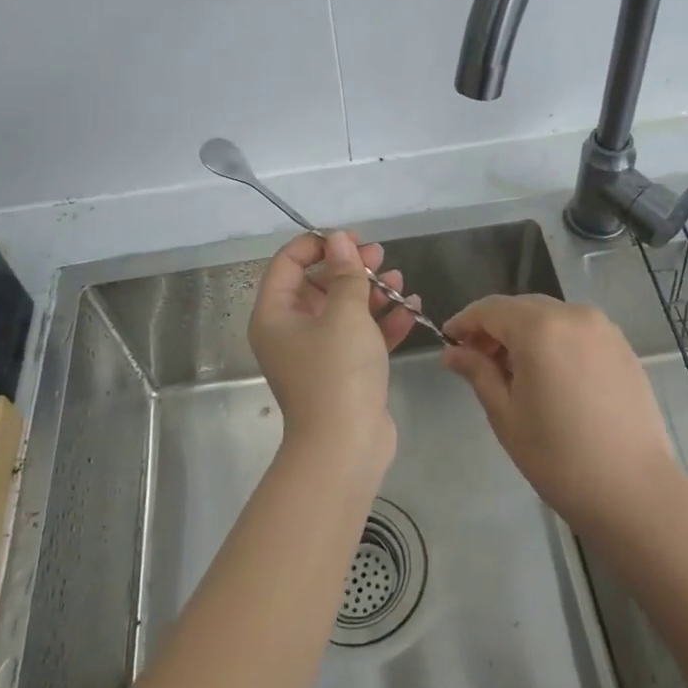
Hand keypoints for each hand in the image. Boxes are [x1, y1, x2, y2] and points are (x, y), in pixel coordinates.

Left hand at [249, 231, 416, 468]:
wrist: (346, 447)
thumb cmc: (337, 372)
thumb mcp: (345, 313)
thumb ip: (345, 273)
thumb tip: (338, 240)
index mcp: (276, 315)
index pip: (288, 263)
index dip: (318, 244)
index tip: (351, 239)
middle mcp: (291, 331)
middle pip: (318, 284)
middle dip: (350, 267)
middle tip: (380, 256)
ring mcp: (318, 353)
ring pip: (343, 310)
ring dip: (371, 292)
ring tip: (399, 280)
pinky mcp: (344, 372)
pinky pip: (361, 336)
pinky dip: (383, 322)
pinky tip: (411, 307)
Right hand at [442, 295, 681, 536]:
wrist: (634, 490)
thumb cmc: (558, 456)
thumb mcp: (505, 414)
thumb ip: (477, 372)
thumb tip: (452, 352)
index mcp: (539, 327)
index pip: (490, 309)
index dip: (465, 322)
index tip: (448, 342)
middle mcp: (573, 315)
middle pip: (521, 307)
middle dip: (494, 327)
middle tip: (476, 359)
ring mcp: (603, 328)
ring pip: (550, 315)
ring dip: (525, 332)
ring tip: (513, 370)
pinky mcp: (622, 346)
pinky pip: (576, 330)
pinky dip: (554, 339)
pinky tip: (550, 374)